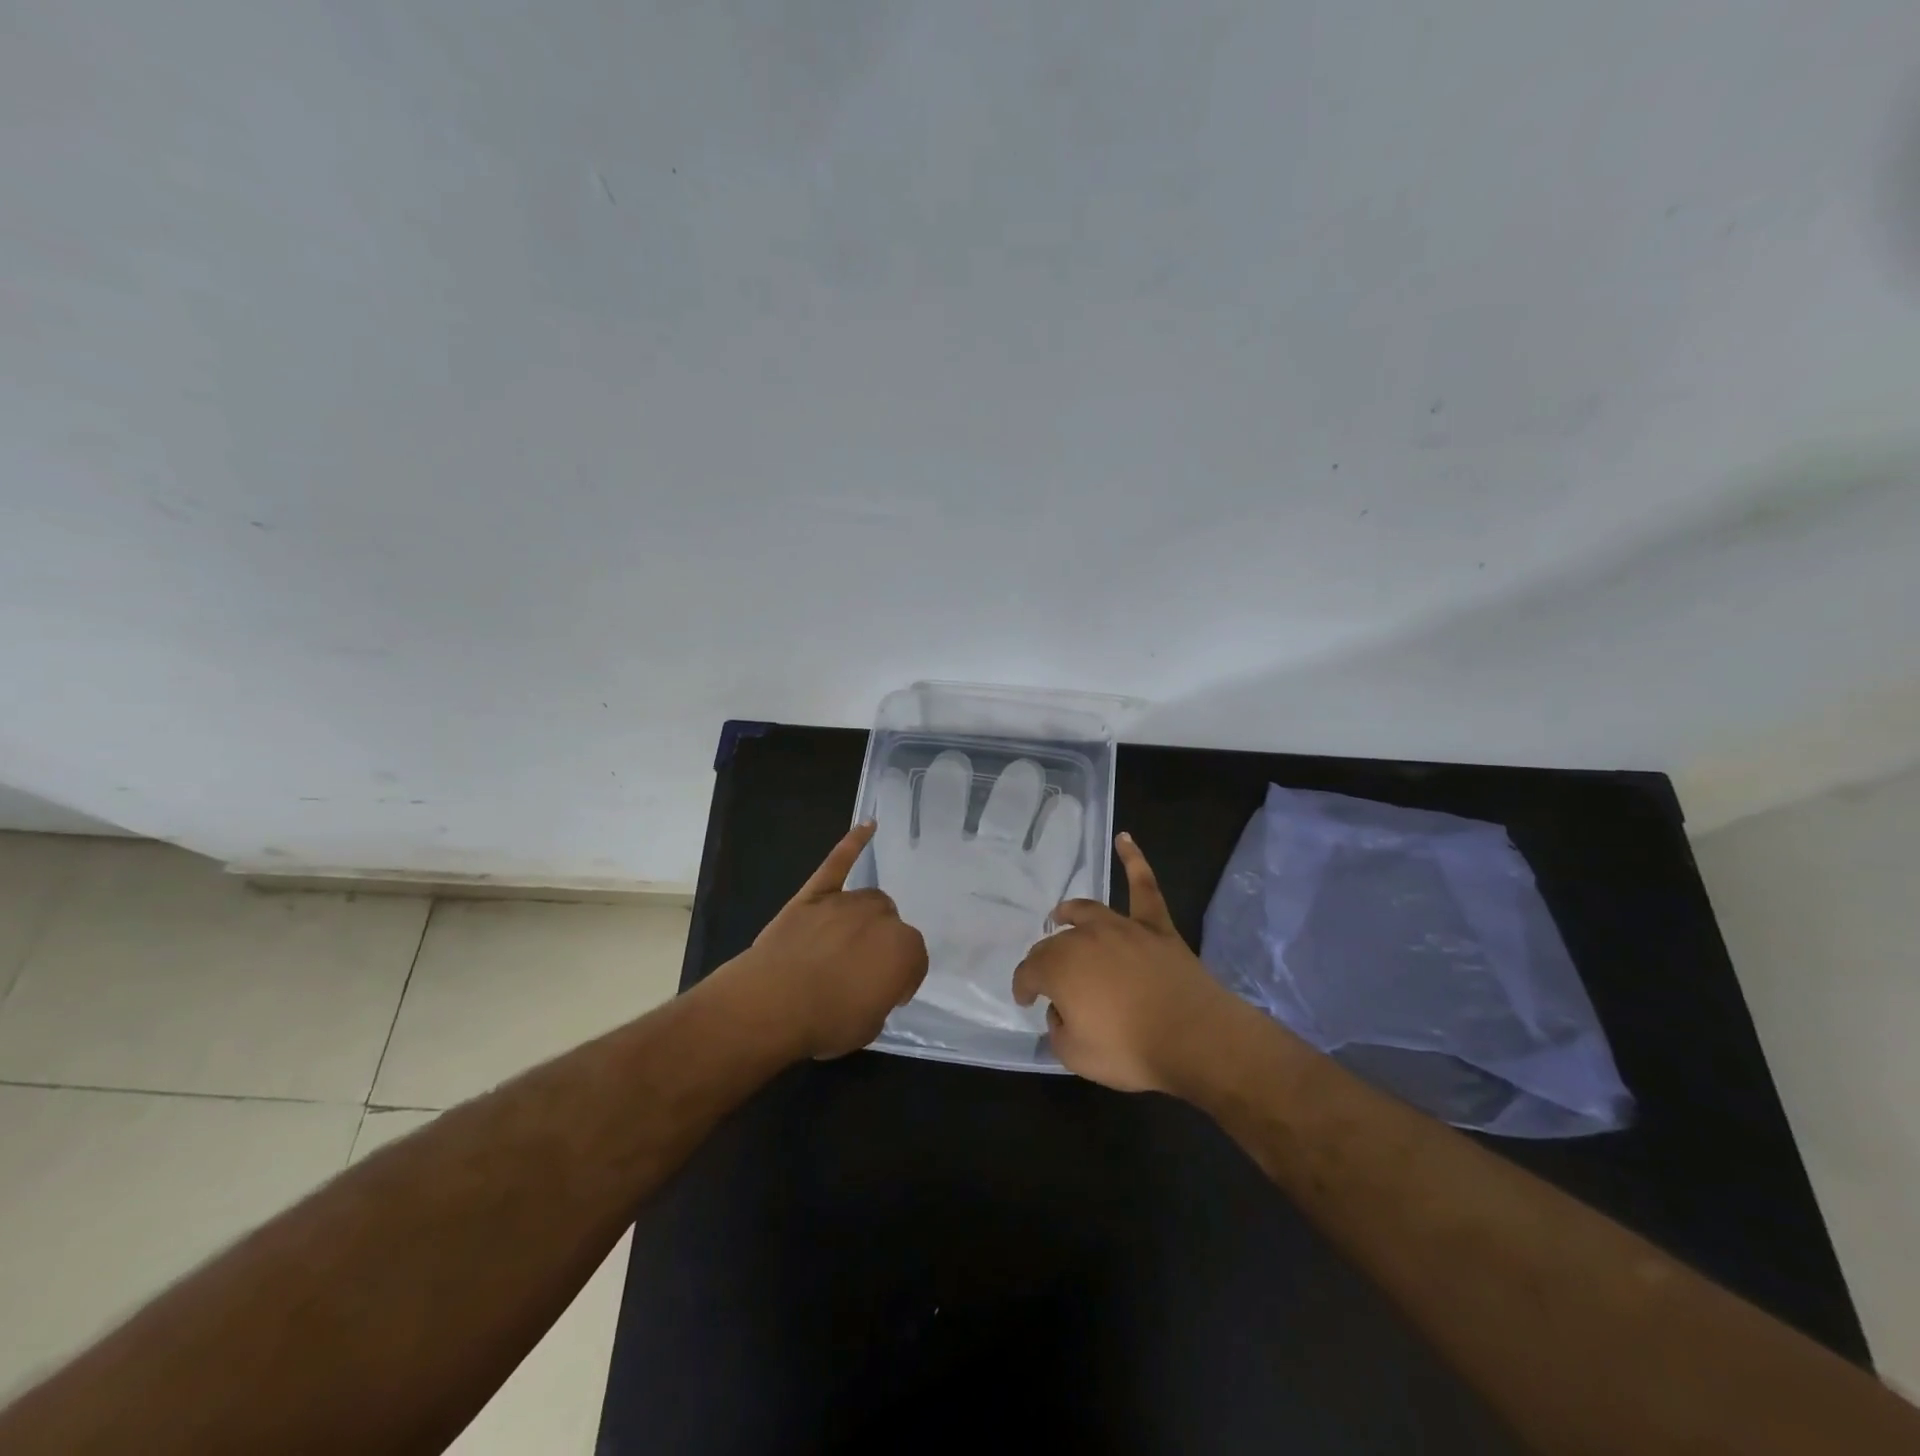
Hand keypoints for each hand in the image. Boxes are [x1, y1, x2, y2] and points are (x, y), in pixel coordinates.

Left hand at [727, 821, 928, 1060]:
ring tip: (847, 942)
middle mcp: (883, 917)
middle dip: (881, 945)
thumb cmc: (826, 1021)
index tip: (884, 995)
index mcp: (904, 951)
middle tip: (860, 972)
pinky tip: (868, 826)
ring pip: (868, 901)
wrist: (773, 1003)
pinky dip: (853, 843)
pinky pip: (839, 862)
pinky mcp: (816, 893)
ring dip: (865, 918)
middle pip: (891, 925)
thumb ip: (880, 997)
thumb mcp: (869, 1025)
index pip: (914, 961)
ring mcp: (847, 901)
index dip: (899, 980)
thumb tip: (871, 987)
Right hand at [1012, 833, 1250, 1093]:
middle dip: (1045, 959)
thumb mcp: (1076, 1055)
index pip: (1029, 971)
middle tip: (1048, 977)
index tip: (1025, 999)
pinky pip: (1143, 886)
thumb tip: (1061, 1011)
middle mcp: (1084, 938)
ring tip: (1062, 915)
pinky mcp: (1156, 926)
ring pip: (1088, 911)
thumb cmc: (1130, 1049)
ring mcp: (1122, 927)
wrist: (1194, 1038)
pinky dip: (1133, 860)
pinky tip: (1125, 839)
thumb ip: (1058, 1030)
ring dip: (1070, 913)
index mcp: (1059, 967)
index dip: (1023, 986)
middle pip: (1056, 942)